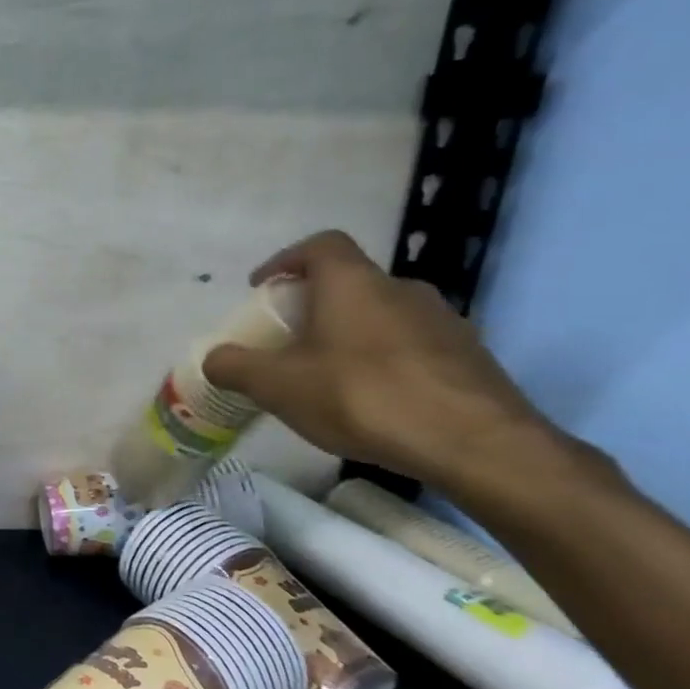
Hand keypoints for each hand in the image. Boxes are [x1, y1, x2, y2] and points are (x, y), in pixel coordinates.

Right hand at [202, 230, 557, 491]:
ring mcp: (444, 321)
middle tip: (289, 342)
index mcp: (353, 283)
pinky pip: (413, 347)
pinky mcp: (470, 357)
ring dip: (351, 335)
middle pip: (350, 283)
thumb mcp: (277, 385)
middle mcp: (403, 289)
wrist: (474, 443)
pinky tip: (374, 402)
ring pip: (383, 316)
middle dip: (314, 306)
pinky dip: (385, 362)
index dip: (286, 259)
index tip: (263, 287)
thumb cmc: (361, 397)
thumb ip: (235, 366)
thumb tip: (214, 358)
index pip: (321, 245)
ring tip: (329, 377)